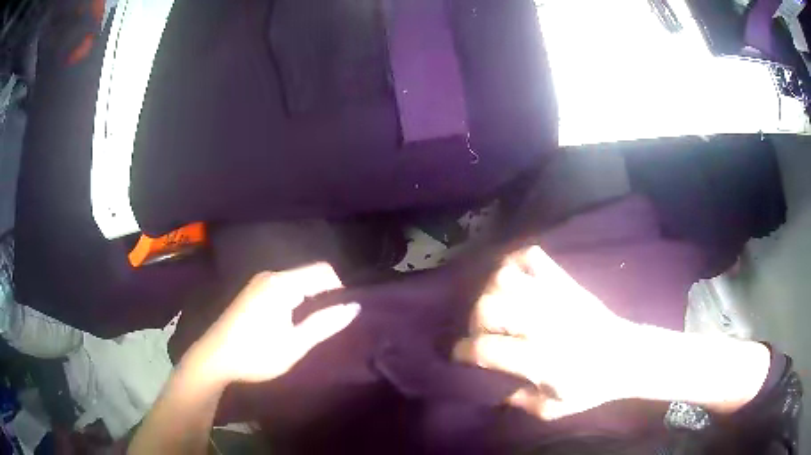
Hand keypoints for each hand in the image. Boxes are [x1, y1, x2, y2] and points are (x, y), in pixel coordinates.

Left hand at [183, 263, 359, 385]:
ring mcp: (259, 282)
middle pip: (310, 275)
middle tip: (329, 325)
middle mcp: (271, 275)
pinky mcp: (252, 291)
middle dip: (325, 296)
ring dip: (310, 299)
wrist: (214, 359)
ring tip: (312, 326)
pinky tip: (291, 322)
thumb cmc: (256, 354)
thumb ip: (325, 324)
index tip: (342, 315)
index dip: (340, 290)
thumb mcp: (295, 344)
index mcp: (282, 283)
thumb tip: (354, 307)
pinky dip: (295, 300)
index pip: (324, 272)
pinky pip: (283, 287)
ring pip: (297, 282)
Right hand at [454, 246, 638, 419]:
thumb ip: (522, 403)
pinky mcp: (565, 282)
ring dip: (492, 291)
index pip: (486, 349)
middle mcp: (543, 324)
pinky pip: (533, 257)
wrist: (627, 355)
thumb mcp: (555, 408)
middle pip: (489, 307)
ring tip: (498, 304)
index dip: (464, 352)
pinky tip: (514, 277)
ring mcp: (554, 297)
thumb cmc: (593, 386)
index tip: (460, 355)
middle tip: (483, 332)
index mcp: (540, 359)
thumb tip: (498, 390)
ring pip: (506, 278)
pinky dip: (516, 261)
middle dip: (476, 321)